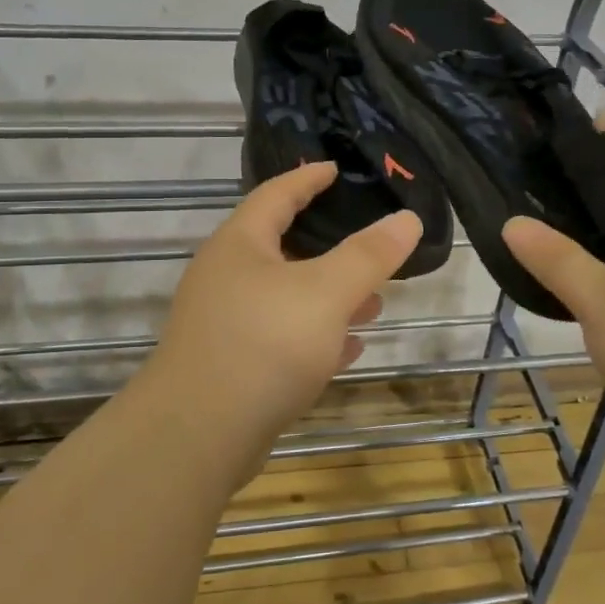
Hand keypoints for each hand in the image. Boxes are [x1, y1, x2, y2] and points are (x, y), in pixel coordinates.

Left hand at [144, 162, 422, 456]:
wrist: (197, 435)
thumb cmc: (265, 344)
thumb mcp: (327, 292)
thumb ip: (369, 255)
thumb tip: (407, 218)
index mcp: (241, 244)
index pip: (276, 194)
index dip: (307, 179)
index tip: (334, 168)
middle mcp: (226, 277)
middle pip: (281, 247)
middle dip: (328, 247)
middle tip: (367, 244)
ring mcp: (224, 324)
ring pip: (285, 297)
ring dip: (328, 297)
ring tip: (373, 303)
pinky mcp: (231, 365)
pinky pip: (280, 338)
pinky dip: (314, 336)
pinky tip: (346, 349)